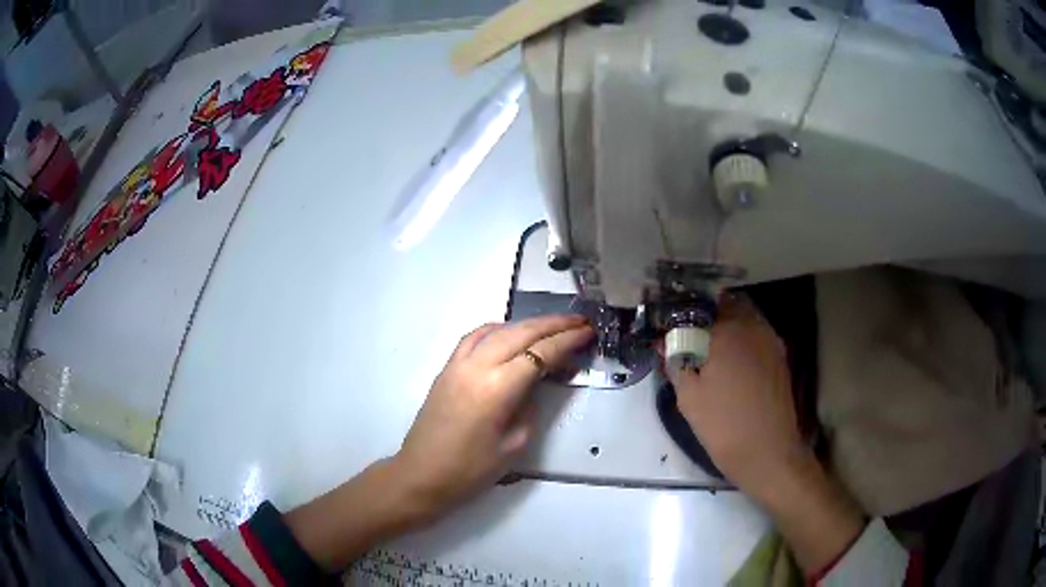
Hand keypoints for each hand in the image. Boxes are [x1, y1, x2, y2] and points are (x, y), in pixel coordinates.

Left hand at [391, 315, 593, 524]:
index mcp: (498, 388)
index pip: (540, 353)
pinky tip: (509, 334)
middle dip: (553, 324)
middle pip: (520, 333)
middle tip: (578, 322)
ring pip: (497, 330)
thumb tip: (534, 384)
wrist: (421, 475)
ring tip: (550, 325)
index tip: (587, 333)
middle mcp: (477, 366)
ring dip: (526, 324)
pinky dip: (497, 330)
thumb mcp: (514, 445)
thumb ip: (529, 407)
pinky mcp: (446, 369)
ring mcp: (458, 364)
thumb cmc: (470, 470)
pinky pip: (474, 338)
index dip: (567, 341)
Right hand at [666, 294, 807, 498]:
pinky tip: (730, 360)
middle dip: (705, 314)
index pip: (698, 307)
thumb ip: (676, 363)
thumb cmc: (724, 426)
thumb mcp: (689, 398)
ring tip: (708, 346)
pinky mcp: (780, 356)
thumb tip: (664, 345)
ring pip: (744, 316)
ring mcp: (770, 340)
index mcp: (727, 331)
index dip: (681, 315)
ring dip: (726, 323)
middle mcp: (752, 326)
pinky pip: (757, 333)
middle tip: (688, 334)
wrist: (768, 452)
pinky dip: (742, 337)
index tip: (669, 328)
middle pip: (725, 304)